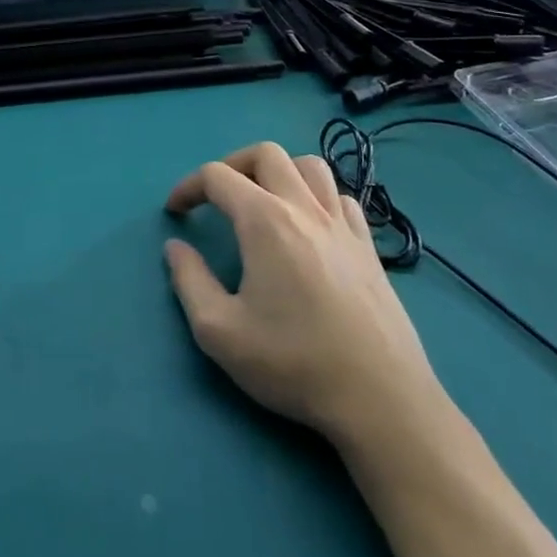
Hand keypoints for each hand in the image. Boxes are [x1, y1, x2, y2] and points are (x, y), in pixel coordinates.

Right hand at [164, 143, 441, 454]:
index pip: (217, 176)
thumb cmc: (293, 364)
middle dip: (232, 165)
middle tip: (216, 197)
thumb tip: (176, 248)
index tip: (175, 213)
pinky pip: (342, 197)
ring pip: (310, 166)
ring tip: (263, 201)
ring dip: (279, 172)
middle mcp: (304, 209)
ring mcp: (343, 225)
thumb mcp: (219, 331)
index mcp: (264, 221)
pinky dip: (318, 196)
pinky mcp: (369, 248)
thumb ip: (189, 281)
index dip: (188, 187)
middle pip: (266, 154)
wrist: (381, 402)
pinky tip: (310, 225)